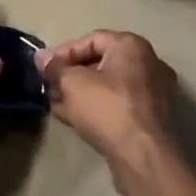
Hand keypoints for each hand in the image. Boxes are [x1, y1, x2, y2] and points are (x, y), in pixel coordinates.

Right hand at [35, 30, 176, 183]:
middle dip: (72, 74)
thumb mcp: (73, 84)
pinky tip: (74, 118)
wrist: (143, 155)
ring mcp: (154, 91)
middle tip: (50, 86)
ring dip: (81, 93)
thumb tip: (41, 56)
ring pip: (109, 86)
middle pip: (101, 62)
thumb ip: (55, 68)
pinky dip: (97, 107)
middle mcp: (148, 63)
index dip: (64, 52)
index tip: (45, 68)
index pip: (91, 39)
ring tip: (57, 104)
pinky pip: (119, 104)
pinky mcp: (152, 117)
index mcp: (131, 46)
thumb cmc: (107, 108)